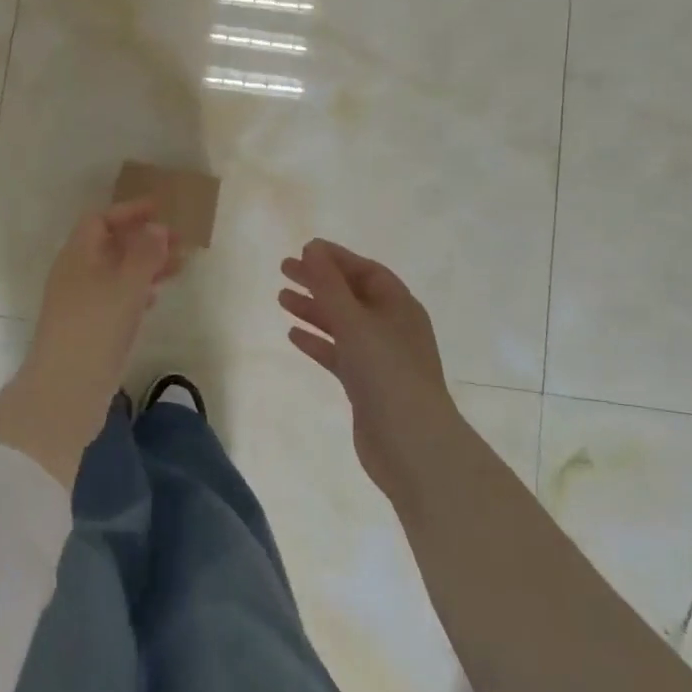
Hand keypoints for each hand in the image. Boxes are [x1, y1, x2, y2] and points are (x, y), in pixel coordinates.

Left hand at [26, 199, 180, 397]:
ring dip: (146, 266)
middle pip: (111, 246)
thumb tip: (156, 227)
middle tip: (180, 242)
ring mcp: (81, 303)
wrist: (66, 388)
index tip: (160, 210)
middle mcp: (76, 274)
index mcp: (78, 256)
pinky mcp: (89, 329)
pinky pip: (115, 299)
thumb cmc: (96, 326)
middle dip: (145, 241)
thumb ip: (145, 253)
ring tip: (180, 268)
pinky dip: (137, 292)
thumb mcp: (127, 284)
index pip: (100, 220)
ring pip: (116, 274)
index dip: (129, 212)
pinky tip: (155, 298)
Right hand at [279, 239, 456, 504]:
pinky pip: (338, 353)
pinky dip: (317, 342)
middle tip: (283, 270)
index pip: (366, 271)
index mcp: (399, 306)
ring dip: (313, 309)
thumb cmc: (386, 372)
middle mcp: (391, 327)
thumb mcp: (354, 321)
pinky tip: (293, 336)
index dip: (336, 258)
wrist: (410, 443)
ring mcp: (379, 357)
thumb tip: (312, 248)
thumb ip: (330, 284)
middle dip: (319, 281)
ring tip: (281, 299)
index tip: (304, 249)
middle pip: (351, 295)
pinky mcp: (365, 384)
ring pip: (342, 324)